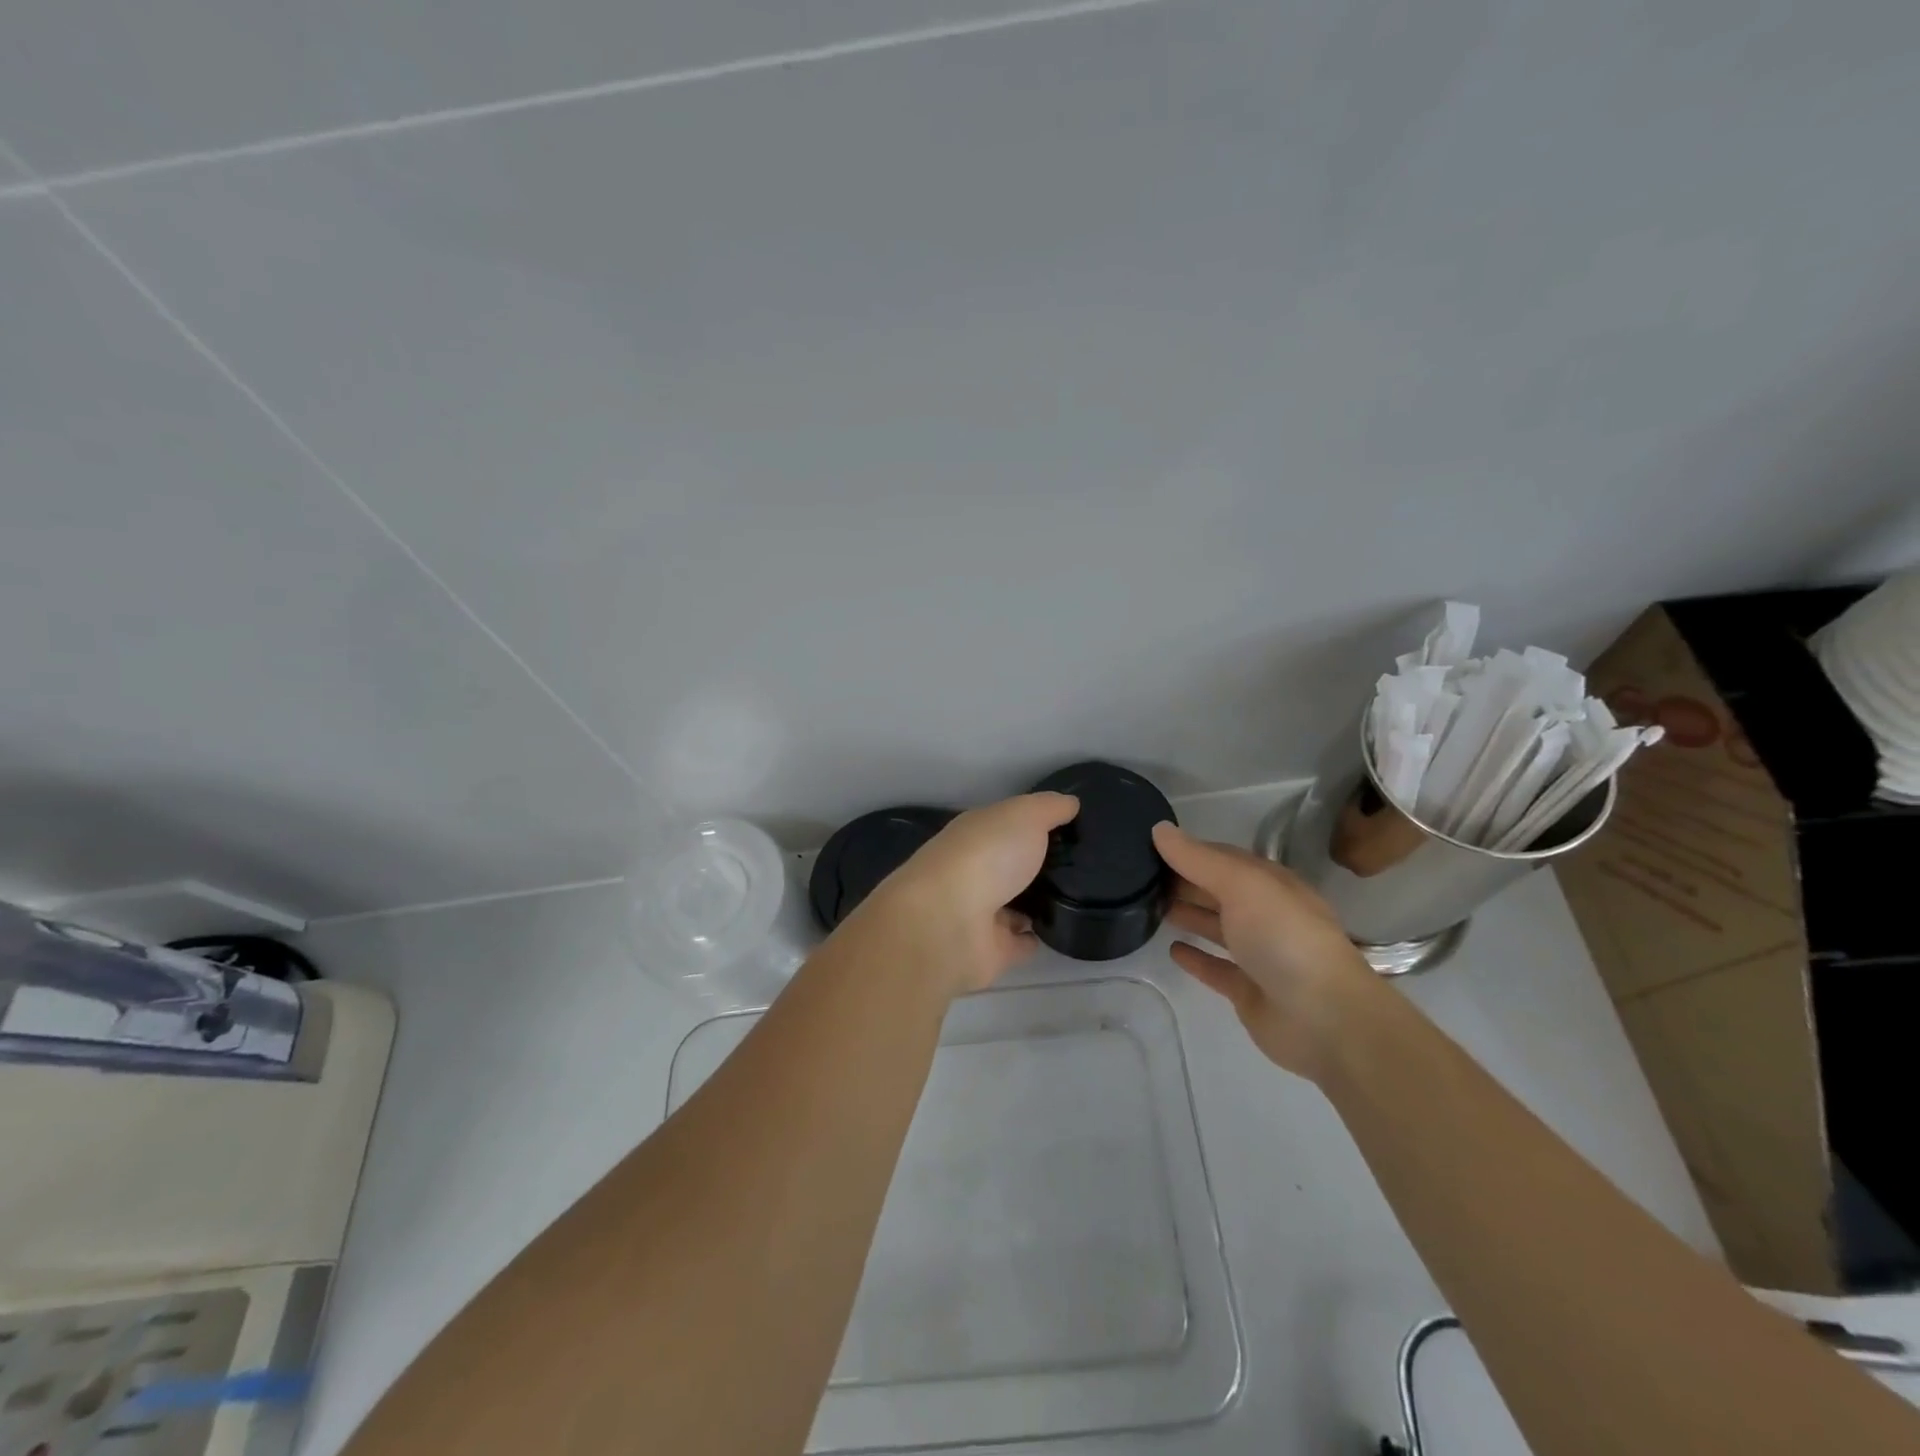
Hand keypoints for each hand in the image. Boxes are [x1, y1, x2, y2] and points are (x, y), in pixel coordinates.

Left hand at [856, 792, 1079, 995]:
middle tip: (1084, 865)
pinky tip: (1061, 931)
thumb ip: (1048, 808)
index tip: (1073, 826)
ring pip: (1015, 905)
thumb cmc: (985, 856)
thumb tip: (1071, 803)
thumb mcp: (1024, 816)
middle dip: (1039, 864)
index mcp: (977, 834)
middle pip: (1011, 865)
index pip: (1008, 825)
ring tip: (1080, 899)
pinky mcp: (990, 951)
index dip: (1036, 823)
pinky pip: (1019, 942)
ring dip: (1037, 903)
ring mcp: (980, 913)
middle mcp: (975, 871)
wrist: (947, 923)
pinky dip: (1034, 938)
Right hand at [1152, 822, 1378, 1080]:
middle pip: (1218, 891)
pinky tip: (1172, 949)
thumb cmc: (1283, 937)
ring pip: (1216, 927)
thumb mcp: (1241, 885)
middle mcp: (1265, 914)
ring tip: (1149, 907)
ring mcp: (1258, 955)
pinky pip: (1216, 968)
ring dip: (1188, 915)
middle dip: (1184, 881)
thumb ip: (1197, 858)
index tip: (1148, 847)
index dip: (1188, 851)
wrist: (1324, 1018)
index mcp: (1269, 884)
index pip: (1222, 858)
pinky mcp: (1249, 991)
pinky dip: (1196, 958)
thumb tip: (1159, 829)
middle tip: (1138, 877)